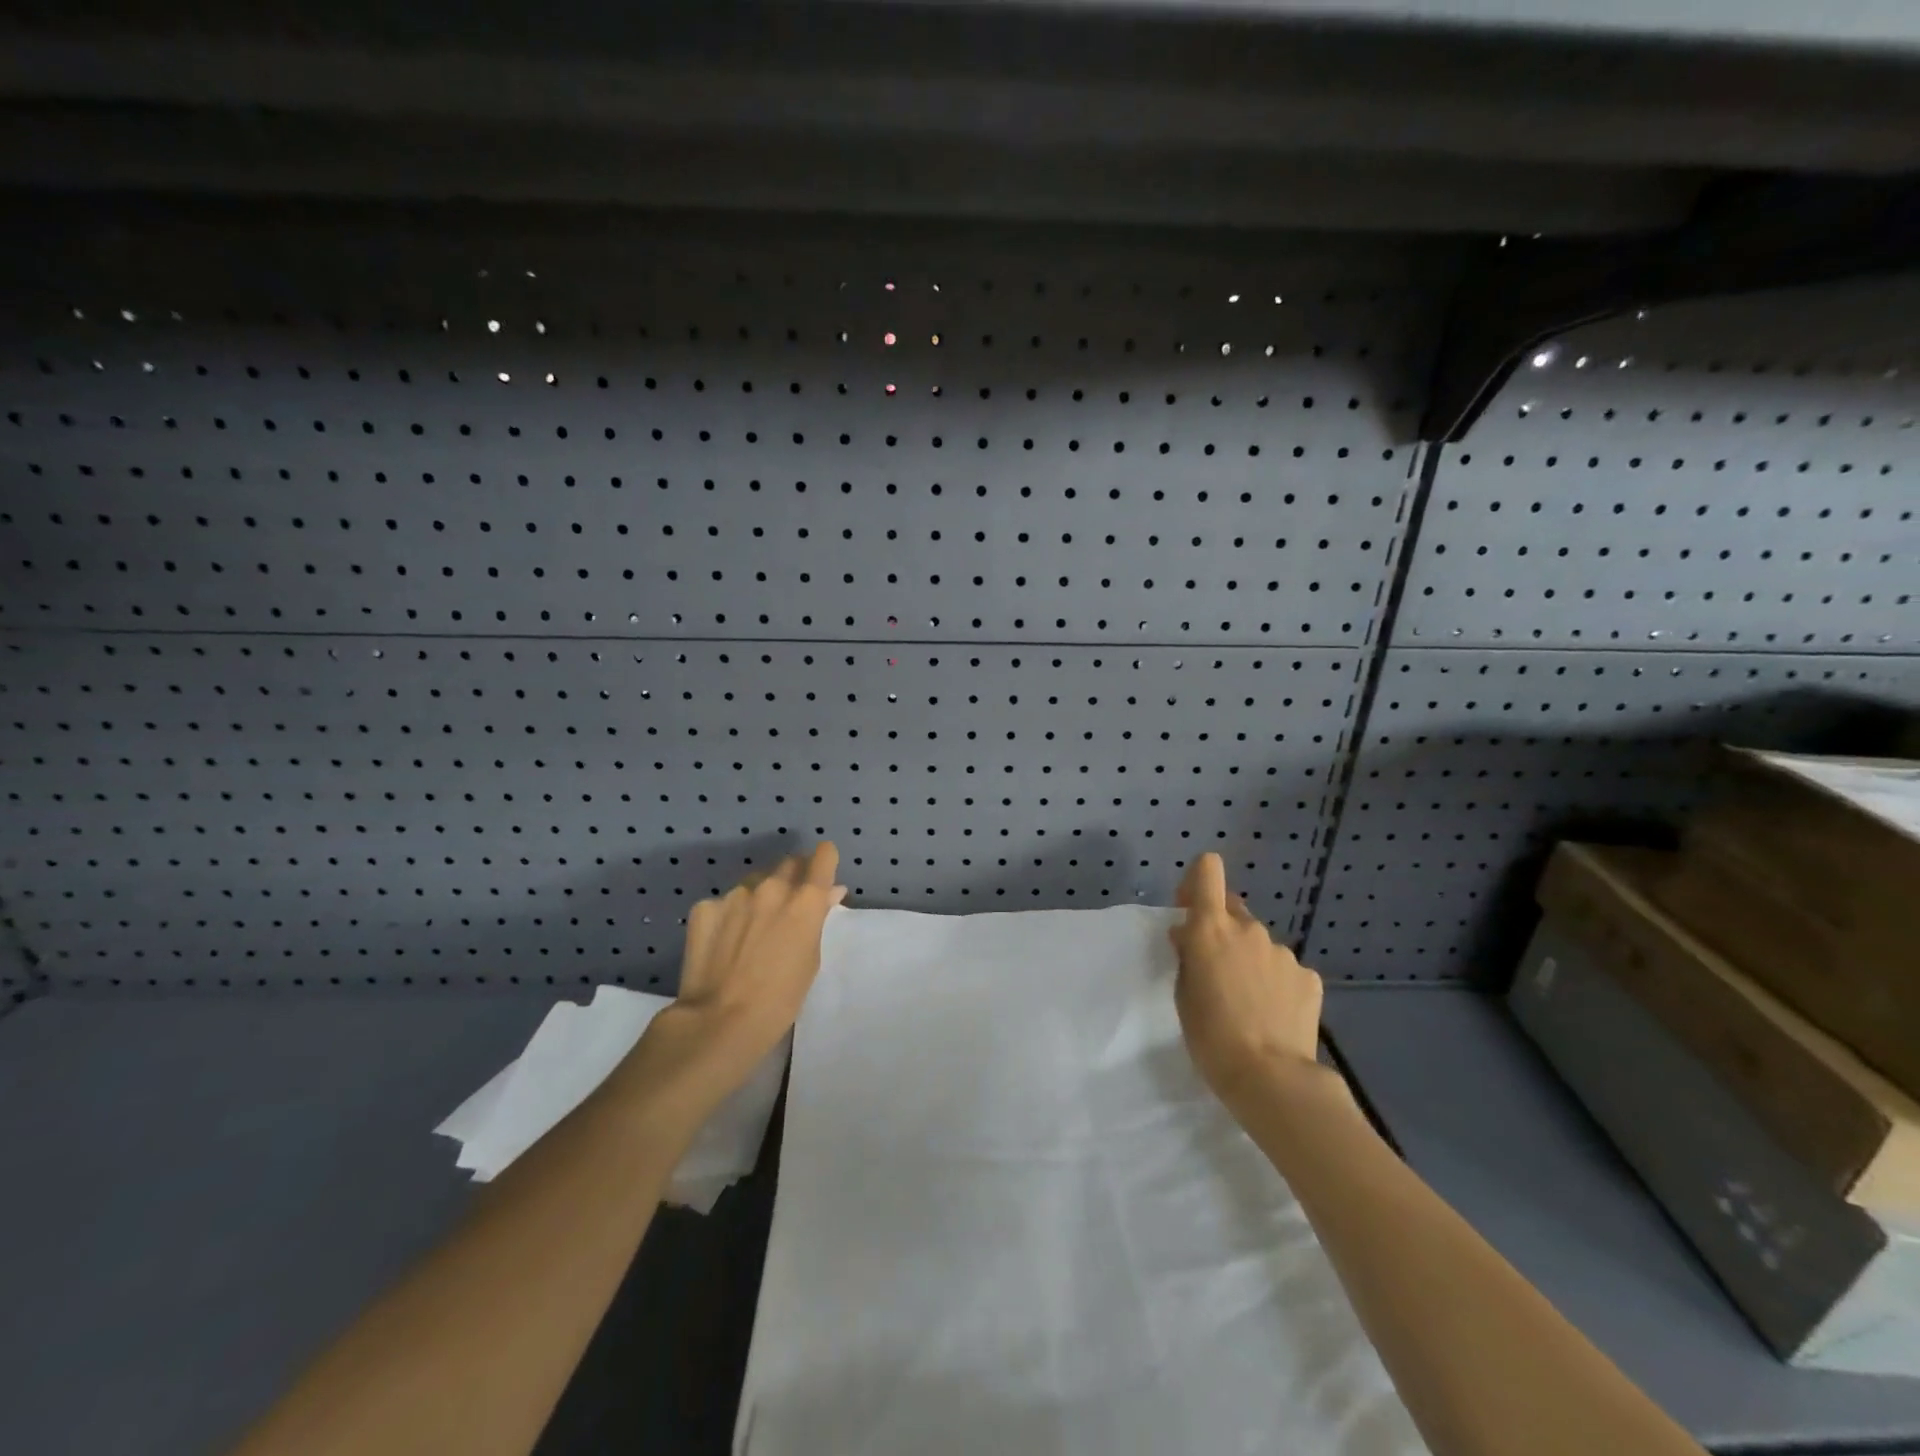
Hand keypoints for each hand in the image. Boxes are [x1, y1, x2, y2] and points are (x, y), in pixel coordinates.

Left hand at [634, 843, 845, 1109]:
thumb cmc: (780, 999)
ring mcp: (735, 894)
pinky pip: (724, 903)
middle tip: (788, 906)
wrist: (719, 1021)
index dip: (824, 862)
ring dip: (759, 896)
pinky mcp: (705, 907)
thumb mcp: (811, 959)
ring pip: (754, 882)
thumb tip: (829, 893)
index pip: (823, 856)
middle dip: (793, 877)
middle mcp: (772, 887)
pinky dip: (729, 915)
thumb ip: (818, 918)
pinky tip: (724, 943)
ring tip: (751, 929)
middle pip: (788, 863)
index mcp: (805, 900)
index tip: (821, 873)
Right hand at [1170, 853, 1322, 1105]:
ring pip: (1259, 944)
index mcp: (1212, 928)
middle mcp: (1249, 929)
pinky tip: (1274, 1014)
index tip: (1191, 909)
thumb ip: (1187, 955)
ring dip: (1250, 960)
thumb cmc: (1211, 1035)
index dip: (1198, 881)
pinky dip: (1277, 984)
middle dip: (1222, 929)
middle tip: (1217, 969)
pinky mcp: (1309, 978)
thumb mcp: (1183, 993)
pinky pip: (1285, 970)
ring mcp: (1283, 953)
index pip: (1208, 870)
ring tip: (1248, 1002)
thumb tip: (1189, 934)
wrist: (1271, 1077)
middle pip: (1232, 909)